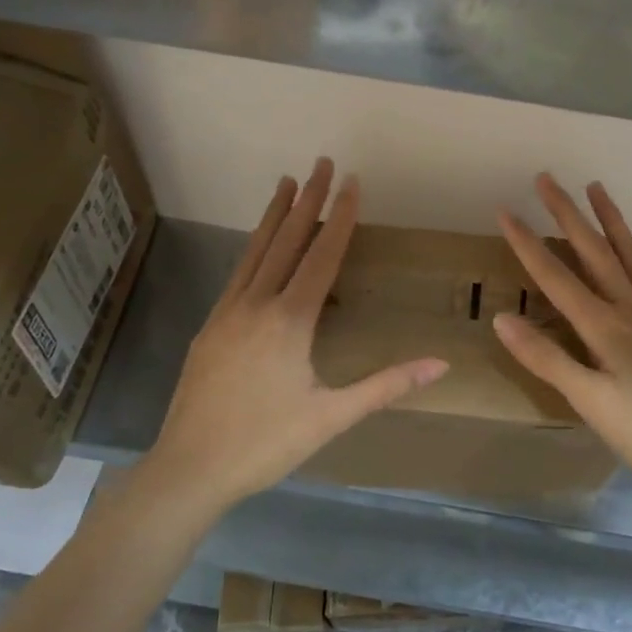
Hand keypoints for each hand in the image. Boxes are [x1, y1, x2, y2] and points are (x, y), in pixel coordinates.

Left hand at [136, 158, 447, 508]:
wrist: (189, 468)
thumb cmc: (266, 444)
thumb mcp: (332, 416)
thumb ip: (387, 385)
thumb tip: (441, 364)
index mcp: (289, 321)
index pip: (321, 256)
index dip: (340, 217)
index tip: (351, 181)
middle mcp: (256, 305)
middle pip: (287, 242)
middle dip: (307, 200)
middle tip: (321, 162)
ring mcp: (227, 313)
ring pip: (255, 252)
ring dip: (275, 216)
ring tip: (286, 182)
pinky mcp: (209, 328)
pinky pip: (239, 273)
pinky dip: (255, 248)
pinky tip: (259, 245)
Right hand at [494, 174, 631, 491]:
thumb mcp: (590, 402)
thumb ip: (547, 359)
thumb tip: (502, 318)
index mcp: (603, 326)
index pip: (555, 277)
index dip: (527, 243)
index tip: (505, 210)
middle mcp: (631, 306)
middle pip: (593, 251)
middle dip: (567, 213)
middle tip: (547, 177)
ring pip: (630, 253)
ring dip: (610, 218)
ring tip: (595, 186)